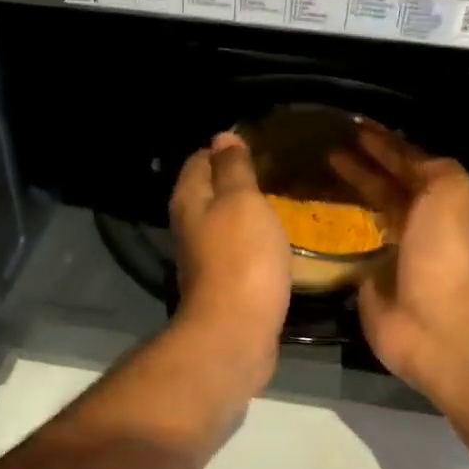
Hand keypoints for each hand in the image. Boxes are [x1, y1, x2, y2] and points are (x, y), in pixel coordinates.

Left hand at [169, 132, 290, 386]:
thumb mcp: (242, 202)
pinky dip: (252, 241)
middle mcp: (188, 226)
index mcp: (189, 199)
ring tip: (280, 202)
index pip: (199, 159)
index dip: (226, 149)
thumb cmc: (241, 259)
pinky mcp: (222, 284)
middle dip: (236, 180)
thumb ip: (233, 169)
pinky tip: (274, 241)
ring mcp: (203, 258)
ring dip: (245, 213)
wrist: (235, 332)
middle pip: (208, 191)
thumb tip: (222, 137)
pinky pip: (236, 251)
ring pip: (223, 222)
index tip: (260, 146)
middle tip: (275, 173)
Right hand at [330, 124, 468, 394]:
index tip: (355, 128)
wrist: (436, 322)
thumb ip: (430, 166)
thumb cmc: (448, 249)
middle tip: (328, 148)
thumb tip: (404, 157)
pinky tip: (313, 215)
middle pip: (391, 189)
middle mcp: (428, 228)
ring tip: (317, 175)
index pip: (416, 165)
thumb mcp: (452, 189)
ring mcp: (399, 257)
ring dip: (349, 195)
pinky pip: (352, 249)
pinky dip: (336, 233)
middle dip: (365, 167)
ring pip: (371, 216)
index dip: (388, 145)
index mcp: (453, 204)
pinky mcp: (372, 282)